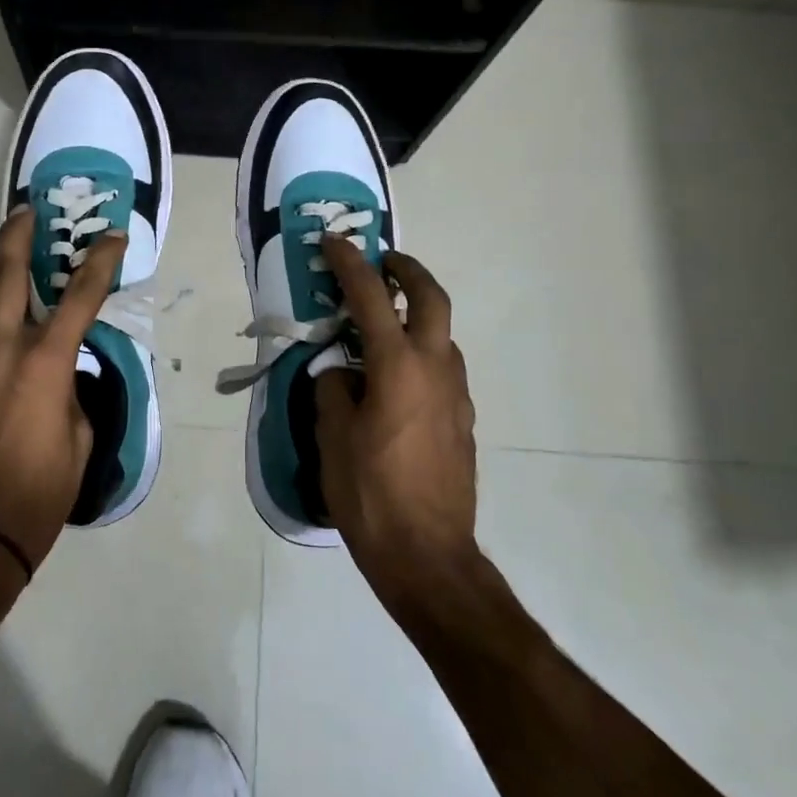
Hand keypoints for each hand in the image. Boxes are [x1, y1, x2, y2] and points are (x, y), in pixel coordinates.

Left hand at [0, 208, 126, 571]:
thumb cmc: (36, 496)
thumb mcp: (78, 442)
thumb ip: (71, 397)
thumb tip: (61, 379)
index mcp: (43, 365)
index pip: (80, 298)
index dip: (100, 262)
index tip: (113, 236)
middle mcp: (1, 353)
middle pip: (6, 279)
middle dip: (18, 238)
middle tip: (26, 211)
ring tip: (14, 266)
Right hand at [315, 237, 479, 603]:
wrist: (428, 555)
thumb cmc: (371, 493)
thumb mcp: (333, 437)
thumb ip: (335, 390)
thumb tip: (343, 373)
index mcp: (398, 367)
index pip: (371, 297)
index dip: (350, 263)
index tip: (334, 240)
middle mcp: (435, 369)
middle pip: (432, 299)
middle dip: (408, 271)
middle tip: (383, 262)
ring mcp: (456, 395)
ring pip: (443, 335)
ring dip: (418, 315)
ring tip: (382, 326)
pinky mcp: (463, 420)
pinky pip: (443, 369)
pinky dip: (422, 353)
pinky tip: (395, 380)